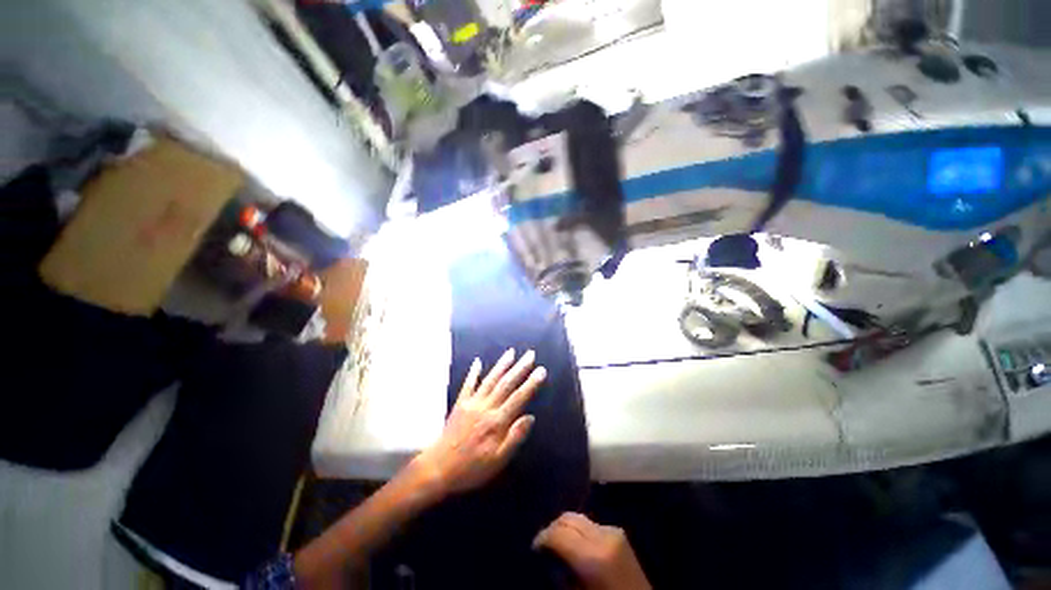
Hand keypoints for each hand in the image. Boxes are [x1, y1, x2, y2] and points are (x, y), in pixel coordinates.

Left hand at [413, 349, 545, 495]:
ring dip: (501, 365)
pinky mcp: (460, 404)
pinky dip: (473, 372)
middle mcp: (486, 407)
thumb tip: (530, 417)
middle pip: (506, 383)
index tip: (541, 370)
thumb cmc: (471, 468)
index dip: (531, 383)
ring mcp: (472, 403)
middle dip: (520, 368)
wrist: (437, 468)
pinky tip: (478, 362)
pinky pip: (467, 384)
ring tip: (511, 352)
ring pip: (490, 379)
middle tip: (531, 354)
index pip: (518, 398)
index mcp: (497, 421)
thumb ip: (514, 438)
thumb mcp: (497, 461)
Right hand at [533, 513, 650, 589]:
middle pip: (568, 517)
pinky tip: (578, 546)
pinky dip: (580, 531)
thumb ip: (562, 573)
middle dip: (553, 528)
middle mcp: (602, 535)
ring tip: (559, 544)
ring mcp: (613, 530)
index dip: (542, 537)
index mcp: (593, 556)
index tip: (534, 548)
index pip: (558, 532)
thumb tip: (548, 557)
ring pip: (579, 517)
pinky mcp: (619, 532)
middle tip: (544, 545)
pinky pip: (591, 524)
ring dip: (566, 528)